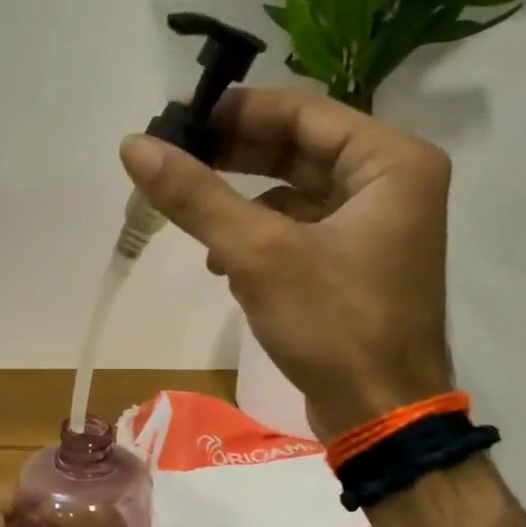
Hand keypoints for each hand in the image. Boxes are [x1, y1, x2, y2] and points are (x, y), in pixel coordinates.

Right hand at [120, 86, 454, 441]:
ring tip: (192, 218)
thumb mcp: (258, 254)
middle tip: (172, 159)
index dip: (236, 111)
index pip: (302, 111)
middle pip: (298, 149)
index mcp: (390, 162)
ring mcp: (374, 227)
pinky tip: (221, 261)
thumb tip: (134, 146)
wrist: (380, 415)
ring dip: (240, 202)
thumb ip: (196, 197)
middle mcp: (391, 184)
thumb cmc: (333, 324)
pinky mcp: (354, 264)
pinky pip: (298, 229)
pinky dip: (258, 237)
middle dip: (233, 156)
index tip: (176, 119)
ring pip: (294, 192)